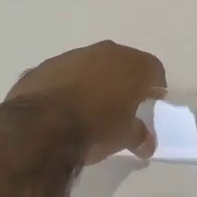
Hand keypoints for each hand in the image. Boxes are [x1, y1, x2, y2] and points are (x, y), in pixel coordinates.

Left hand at [6, 40, 166, 164]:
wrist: (41, 126)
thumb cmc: (95, 128)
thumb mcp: (124, 137)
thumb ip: (140, 136)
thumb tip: (147, 144)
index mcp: (130, 65)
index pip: (153, 69)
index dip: (155, 86)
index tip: (153, 101)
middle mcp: (104, 52)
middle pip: (122, 62)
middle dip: (124, 80)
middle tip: (123, 103)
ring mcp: (71, 56)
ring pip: (90, 65)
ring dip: (93, 81)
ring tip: (90, 106)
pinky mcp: (44, 67)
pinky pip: (63, 74)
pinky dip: (67, 86)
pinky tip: (62, 107)